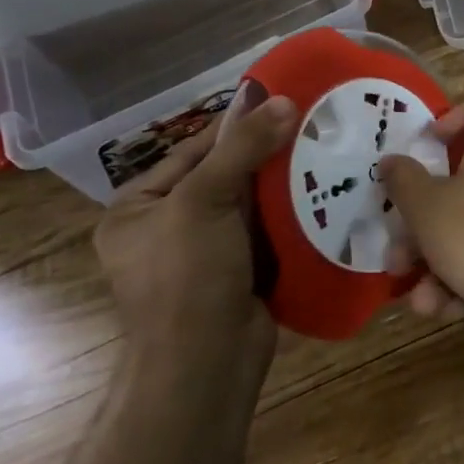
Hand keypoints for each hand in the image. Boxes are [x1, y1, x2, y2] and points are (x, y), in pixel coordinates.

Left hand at [96, 85, 297, 366]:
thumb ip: (243, 148)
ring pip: (250, 202)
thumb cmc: (187, 276)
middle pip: (224, 174)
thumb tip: (285, 99)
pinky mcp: (239, 271)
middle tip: (311, 122)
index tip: (280, 99)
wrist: (206, 364)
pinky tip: (325, 191)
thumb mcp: (205, 201)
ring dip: (283, 181)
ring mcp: (205, 252)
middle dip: (265, 153)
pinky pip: (267, 229)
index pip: (191, 151)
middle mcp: (167, 227)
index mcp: (137, 208)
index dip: (235, 125)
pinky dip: (291, 212)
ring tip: (326, 150)